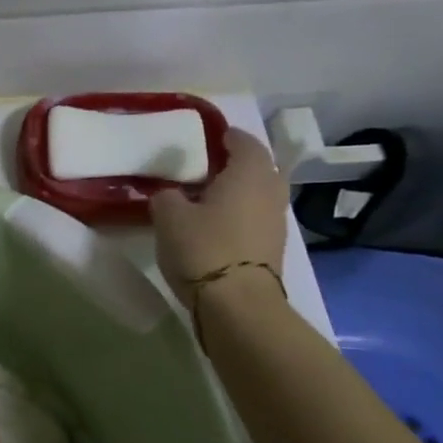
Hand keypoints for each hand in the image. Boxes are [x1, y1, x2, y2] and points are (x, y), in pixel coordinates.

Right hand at [150, 127, 289, 307]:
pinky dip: (239, 214)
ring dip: (236, 192)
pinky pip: (255, 218)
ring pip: (257, 194)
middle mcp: (270, 190)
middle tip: (202, 169)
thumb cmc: (203, 248)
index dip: (224, 136)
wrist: (238, 305)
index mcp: (249, 172)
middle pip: (255, 167)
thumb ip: (166, 195)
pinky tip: (215, 225)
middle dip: (233, 165)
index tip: (204, 139)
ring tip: (205, 199)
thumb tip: (169, 193)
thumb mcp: (168, 216)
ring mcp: (276, 221)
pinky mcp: (272, 247)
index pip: (242, 141)